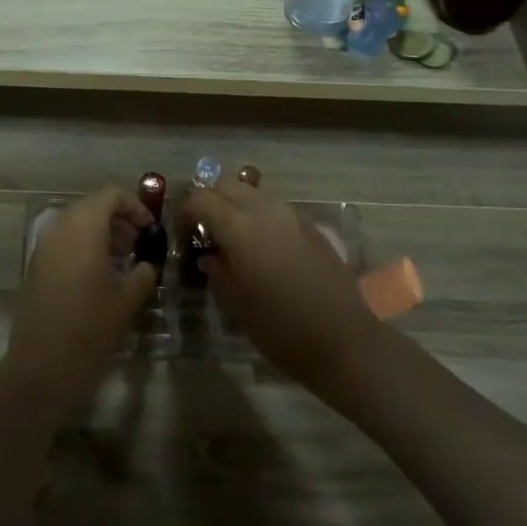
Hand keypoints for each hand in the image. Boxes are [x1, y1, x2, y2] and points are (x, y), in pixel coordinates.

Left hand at [6, 186, 157, 415]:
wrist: (42, 364)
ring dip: (102, 235)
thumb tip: (148, 262)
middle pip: (92, 207)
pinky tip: (100, 277)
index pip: (111, 194)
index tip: (151, 229)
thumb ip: (144, 271)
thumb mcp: (128, 297)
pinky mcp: (34, 267)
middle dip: (119, 221)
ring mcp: (42, 247)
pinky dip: (84, 248)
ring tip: (124, 262)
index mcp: (83, 226)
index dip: (135, 206)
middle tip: (140, 245)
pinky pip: (63, 244)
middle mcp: (59, 227)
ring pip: (76, 225)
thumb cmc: (91, 325)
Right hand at [178, 177, 374, 383]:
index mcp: (240, 228)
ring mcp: (293, 216)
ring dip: (237, 204)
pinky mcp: (312, 226)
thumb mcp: (236, 304)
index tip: (184, 236)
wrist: (342, 340)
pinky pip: (277, 207)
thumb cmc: (280, 329)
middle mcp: (266, 211)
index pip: (201, 199)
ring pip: (254, 192)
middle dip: (210, 201)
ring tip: (233, 236)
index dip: (185, 213)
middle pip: (228, 185)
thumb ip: (217, 272)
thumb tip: (209, 257)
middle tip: (204, 230)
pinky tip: (262, 245)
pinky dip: (261, 214)